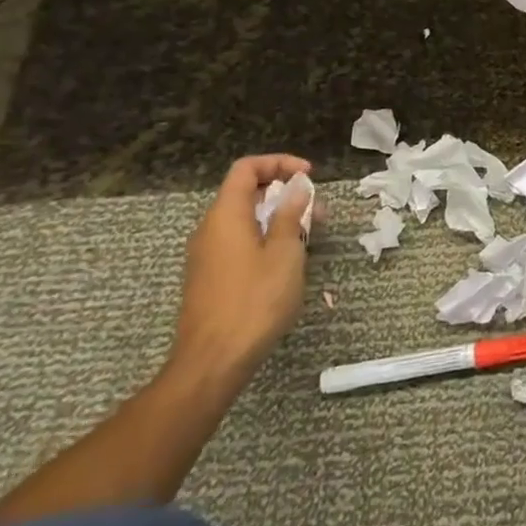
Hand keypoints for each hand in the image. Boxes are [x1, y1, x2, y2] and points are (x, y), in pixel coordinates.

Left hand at [170, 154, 325, 383]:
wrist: (212, 362)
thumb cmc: (254, 300)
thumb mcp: (285, 252)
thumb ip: (291, 214)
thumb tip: (297, 187)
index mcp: (225, 215)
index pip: (247, 168)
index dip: (279, 163)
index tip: (309, 176)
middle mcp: (210, 229)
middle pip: (246, 193)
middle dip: (284, 193)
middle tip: (318, 209)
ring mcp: (207, 255)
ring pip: (245, 220)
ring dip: (279, 218)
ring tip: (311, 234)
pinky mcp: (210, 278)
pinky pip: (239, 242)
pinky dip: (265, 238)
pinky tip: (288, 259)